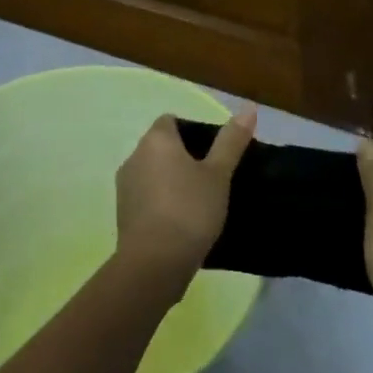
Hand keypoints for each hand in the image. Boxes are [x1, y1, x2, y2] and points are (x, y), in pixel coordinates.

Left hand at [115, 107, 256, 283]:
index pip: (171, 121)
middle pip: (162, 147)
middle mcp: (134, 157)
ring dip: (172, 181)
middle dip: (184, 158)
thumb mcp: (219, 174)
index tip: (214, 152)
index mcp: (156, 140)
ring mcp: (125, 187)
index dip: (192, 131)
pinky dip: (162, 202)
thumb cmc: (189, 210)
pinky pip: (147, 197)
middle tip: (213, 177)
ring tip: (200, 201)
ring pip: (153, 173)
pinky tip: (182, 222)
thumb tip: (249, 108)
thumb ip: (231, 141)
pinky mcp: (123, 214)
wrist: (154, 264)